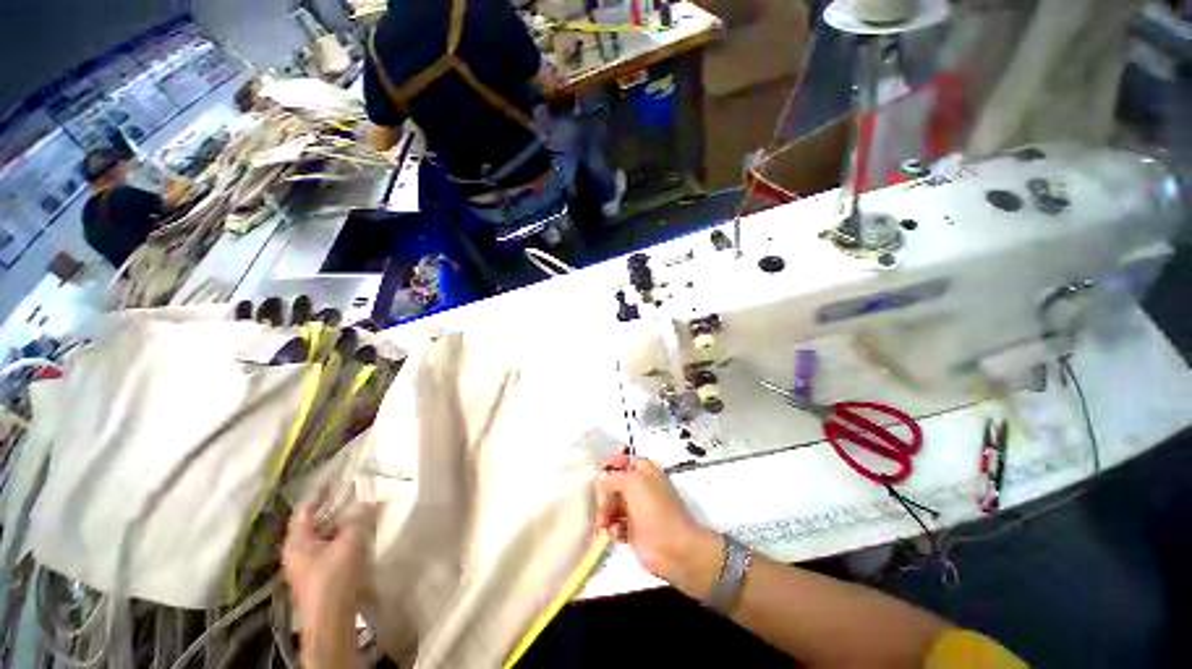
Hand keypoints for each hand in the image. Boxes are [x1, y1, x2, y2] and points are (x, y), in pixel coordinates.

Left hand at [282, 499, 376, 624]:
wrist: (331, 617)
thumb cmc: (334, 577)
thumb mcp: (350, 542)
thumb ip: (360, 519)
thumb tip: (371, 501)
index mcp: (298, 542)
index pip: (306, 511)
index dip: (320, 494)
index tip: (333, 480)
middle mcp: (298, 552)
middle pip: (315, 523)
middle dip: (334, 509)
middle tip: (352, 495)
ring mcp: (307, 565)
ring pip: (324, 536)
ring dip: (340, 524)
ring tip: (359, 512)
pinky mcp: (319, 574)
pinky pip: (330, 548)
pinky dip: (342, 537)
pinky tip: (358, 536)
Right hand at [595, 454, 723, 600]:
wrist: (674, 548)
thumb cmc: (654, 508)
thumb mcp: (633, 483)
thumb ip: (615, 478)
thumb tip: (603, 478)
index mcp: (648, 475)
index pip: (632, 462)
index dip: (618, 462)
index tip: (602, 466)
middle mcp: (644, 491)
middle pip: (619, 485)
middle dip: (606, 491)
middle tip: (596, 498)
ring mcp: (639, 513)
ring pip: (616, 506)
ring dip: (606, 512)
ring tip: (602, 521)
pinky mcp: (635, 533)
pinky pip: (618, 526)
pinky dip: (613, 528)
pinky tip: (613, 533)